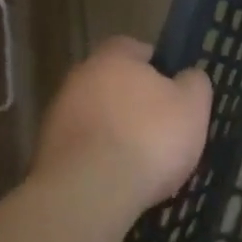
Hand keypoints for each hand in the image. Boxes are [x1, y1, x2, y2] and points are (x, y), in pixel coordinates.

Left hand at [31, 37, 212, 208]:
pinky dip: (100, 158)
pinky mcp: (47, 155)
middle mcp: (78, 80)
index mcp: (113, 59)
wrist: (90, 194)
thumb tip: (187, 76)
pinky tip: (120, 179)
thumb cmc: (150, 138)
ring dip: (115, 131)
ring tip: (142, 159)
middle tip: (162, 125)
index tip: (172, 87)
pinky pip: (83, 148)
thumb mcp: (193, 105)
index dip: (156, 65)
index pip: (133, 47)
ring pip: (96, 117)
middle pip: (112, 83)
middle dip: (134, 101)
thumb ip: (194, 82)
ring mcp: (57, 118)